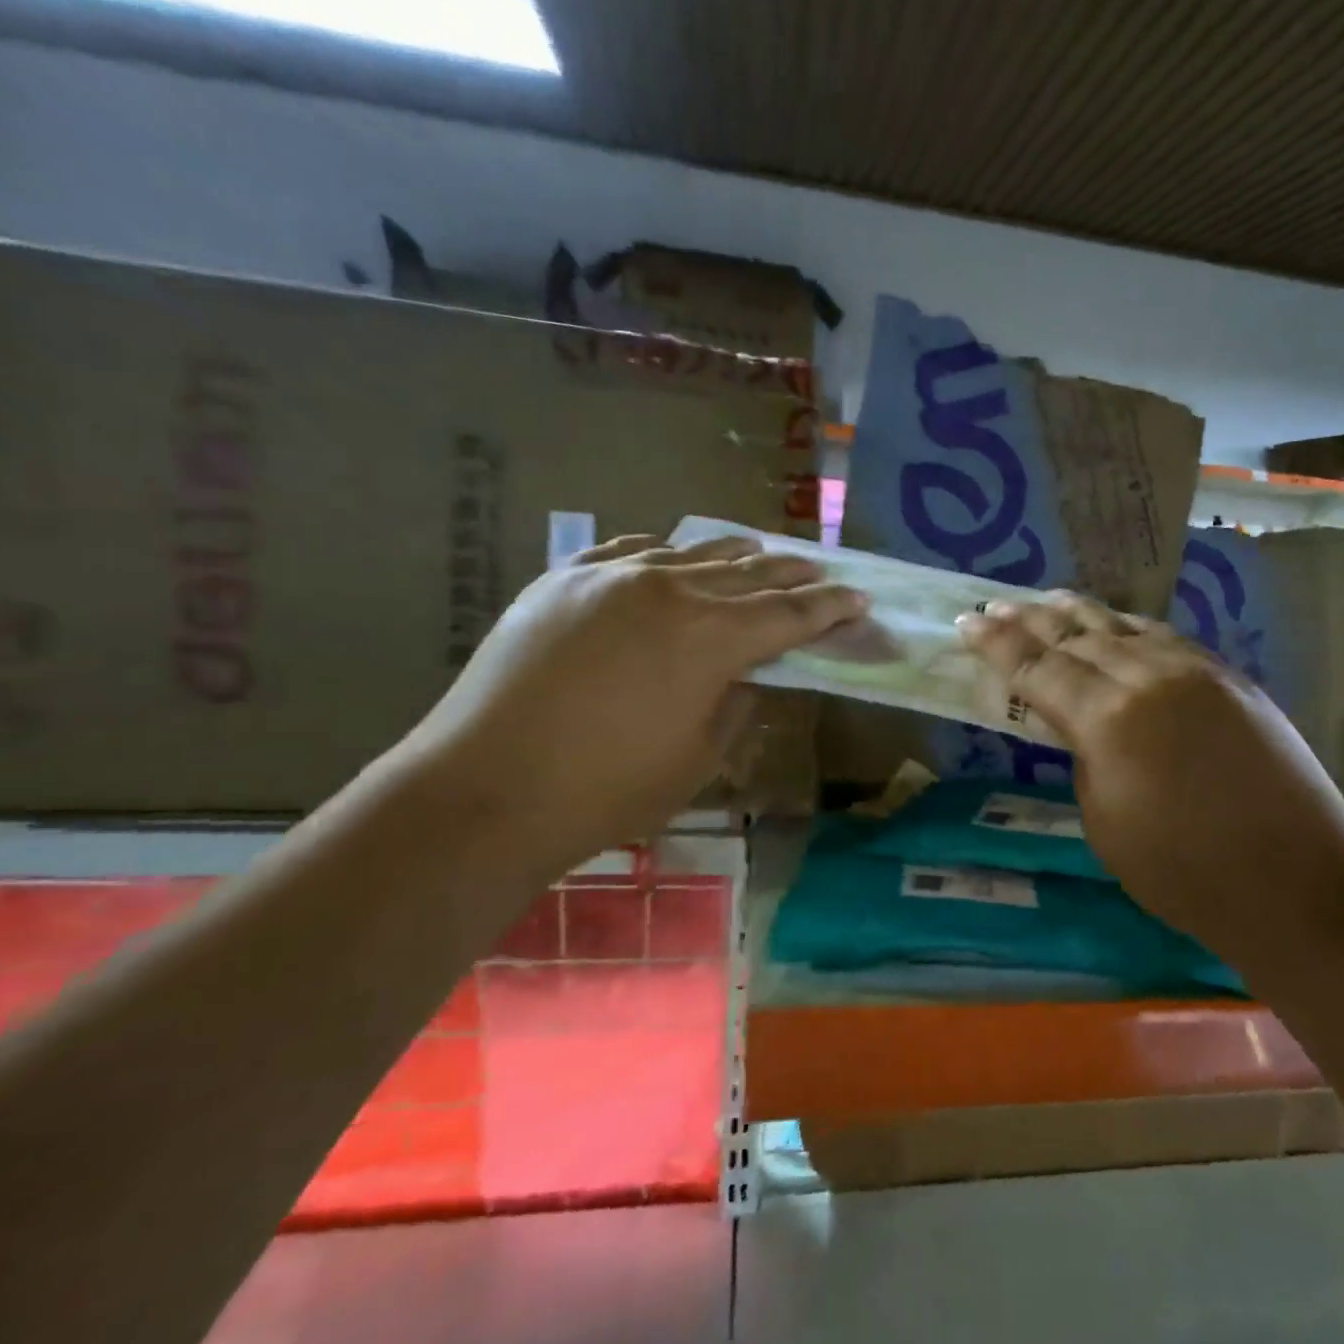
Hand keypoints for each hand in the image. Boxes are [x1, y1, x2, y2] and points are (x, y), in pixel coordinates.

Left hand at [393, 534, 864, 877]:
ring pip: (690, 553)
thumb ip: (738, 702)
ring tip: (761, 553)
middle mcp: (667, 589)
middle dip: (792, 576)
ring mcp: (609, 577)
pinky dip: (664, 555)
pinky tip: (675, 556)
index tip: (858, 599)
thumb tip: (750, 673)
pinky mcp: (562, 581)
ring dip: (733, 556)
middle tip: (821, 575)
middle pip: (747, 573)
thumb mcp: (700, 757)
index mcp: (710, 637)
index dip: (829, 609)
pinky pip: (628, 553)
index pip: (787, 614)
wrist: (485, 790)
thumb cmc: (608, 790)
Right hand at [956, 592, 1343, 909]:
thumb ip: (1085, 757)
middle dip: (1030, 620)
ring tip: (1046, 599)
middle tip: (995, 605)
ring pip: (1124, 628)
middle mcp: (1150, 678)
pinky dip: (1130, 628)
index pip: (1038, 668)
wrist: (1299, 885)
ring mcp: (1197, 672)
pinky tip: (1117, 625)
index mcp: (1109, 719)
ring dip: (1079, 614)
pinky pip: (1166, 639)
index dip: (998, 645)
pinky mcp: (1231, 678)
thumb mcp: (1105, 823)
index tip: (967, 623)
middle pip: (1077, 637)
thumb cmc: (1185, 874)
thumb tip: (1082, 725)